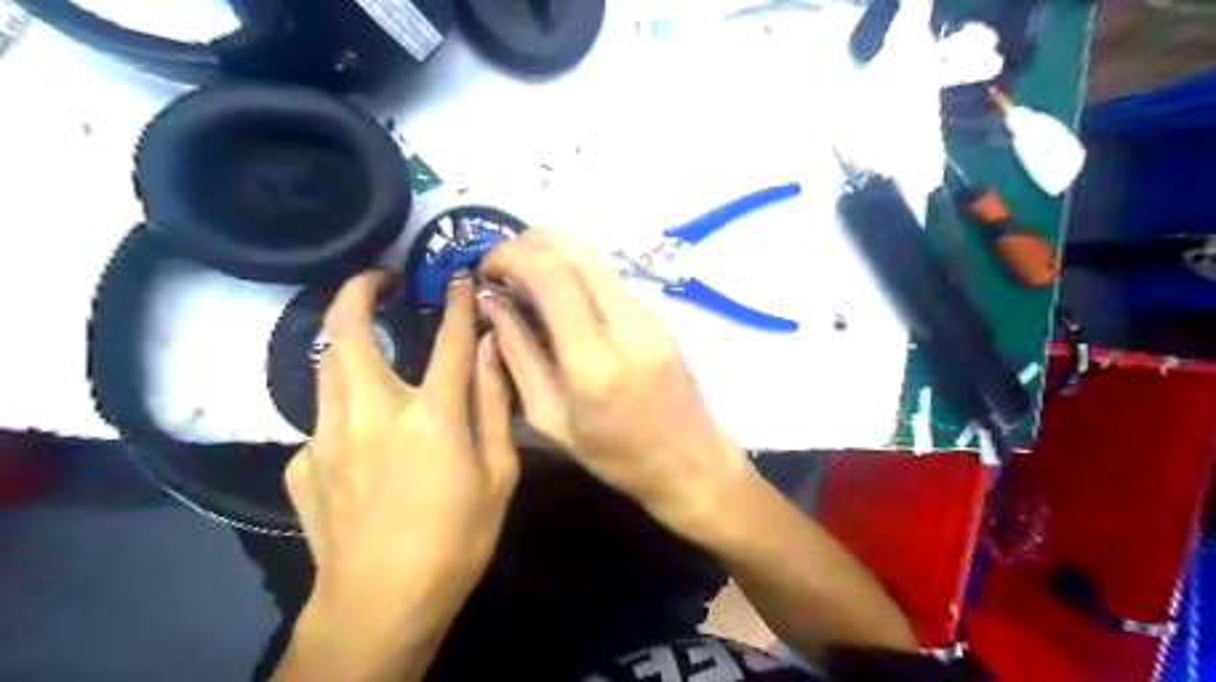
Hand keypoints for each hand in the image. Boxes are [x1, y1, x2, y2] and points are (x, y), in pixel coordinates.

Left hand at [280, 271, 515, 681]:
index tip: (456, 274)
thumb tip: (489, 348)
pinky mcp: (302, 462)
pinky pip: (324, 417)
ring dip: (346, 341)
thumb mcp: (498, 473)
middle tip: (374, 278)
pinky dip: (346, 406)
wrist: (381, 603)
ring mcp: (326, 436)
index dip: (454, 300)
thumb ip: (494, 404)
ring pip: (325, 366)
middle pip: (346, 332)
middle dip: (356, 292)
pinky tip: (364, 434)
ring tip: (370, 338)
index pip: (446, 338)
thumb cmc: (456, 538)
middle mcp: (370, 412)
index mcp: (429, 416)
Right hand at [481, 230, 750, 536]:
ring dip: (553, 252)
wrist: (691, 461)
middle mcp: (627, 326)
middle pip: (576, 249)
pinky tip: (557, 296)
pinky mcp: (659, 315)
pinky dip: (575, 271)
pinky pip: (609, 278)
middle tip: (501, 264)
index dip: (511, 256)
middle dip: (529, 241)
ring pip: (595, 257)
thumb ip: (518, 355)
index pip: (552, 276)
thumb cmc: (616, 456)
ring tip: (523, 275)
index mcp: (595, 362)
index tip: (486, 267)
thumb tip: (492, 303)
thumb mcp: (551, 418)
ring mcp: (650, 316)